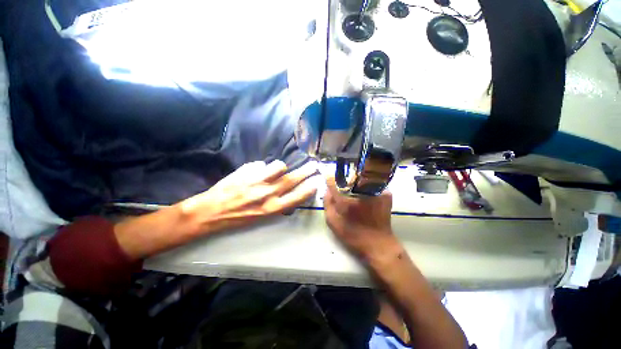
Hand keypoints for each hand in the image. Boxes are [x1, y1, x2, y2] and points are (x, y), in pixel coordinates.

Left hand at [180, 160, 317, 234]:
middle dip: (306, 171)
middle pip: (292, 179)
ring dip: (279, 167)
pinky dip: (262, 167)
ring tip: (275, 170)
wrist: (211, 211)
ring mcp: (257, 181)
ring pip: (279, 166)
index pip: (297, 196)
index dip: (309, 188)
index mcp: (272, 208)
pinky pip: (262, 164)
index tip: (317, 181)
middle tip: (314, 165)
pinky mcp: (247, 172)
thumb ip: (276, 202)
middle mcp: (268, 194)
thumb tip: (286, 188)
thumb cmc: (238, 217)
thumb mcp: (261, 216)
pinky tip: (256, 172)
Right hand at [323, 178, 400, 263]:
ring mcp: (375, 191)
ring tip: (356, 193)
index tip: (330, 179)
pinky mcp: (386, 194)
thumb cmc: (353, 234)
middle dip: (345, 179)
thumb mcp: (333, 222)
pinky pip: (372, 184)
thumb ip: (327, 203)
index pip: (333, 180)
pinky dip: (367, 187)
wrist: (378, 243)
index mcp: (345, 200)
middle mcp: (360, 192)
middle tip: (344, 188)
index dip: (330, 178)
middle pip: (349, 175)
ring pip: (362, 178)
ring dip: (356, 182)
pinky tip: (367, 197)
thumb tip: (327, 188)